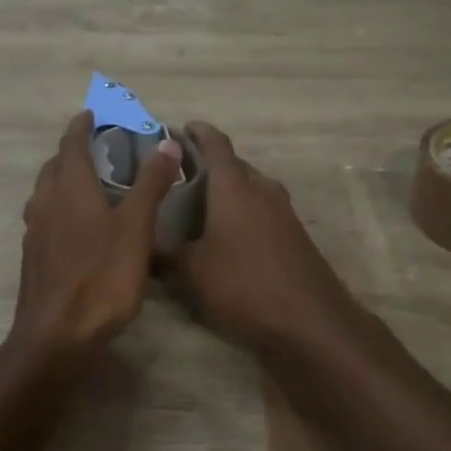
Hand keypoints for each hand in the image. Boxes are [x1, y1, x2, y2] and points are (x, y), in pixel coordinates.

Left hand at [16, 111, 183, 354]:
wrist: (55, 337)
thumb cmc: (101, 277)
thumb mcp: (136, 228)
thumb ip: (151, 184)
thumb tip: (167, 143)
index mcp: (70, 189)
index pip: (71, 144)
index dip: (81, 126)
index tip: (92, 114)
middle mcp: (46, 203)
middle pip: (55, 166)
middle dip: (72, 150)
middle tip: (95, 146)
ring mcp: (36, 232)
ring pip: (46, 192)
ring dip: (63, 177)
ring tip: (87, 181)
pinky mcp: (34, 257)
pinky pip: (45, 216)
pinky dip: (59, 205)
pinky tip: (76, 225)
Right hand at [169, 122, 361, 351]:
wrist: (311, 320)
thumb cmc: (245, 285)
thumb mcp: (193, 273)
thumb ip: (165, 254)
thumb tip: (139, 245)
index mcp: (234, 187)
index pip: (215, 144)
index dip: (197, 132)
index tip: (180, 130)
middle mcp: (261, 188)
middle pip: (234, 164)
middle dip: (209, 165)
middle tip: (180, 177)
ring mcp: (283, 210)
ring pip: (251, 186)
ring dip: (229, 189)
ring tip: (200, 206)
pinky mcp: (295, 232)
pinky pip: (263, 207)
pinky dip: (244, 210)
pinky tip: (229, 234)